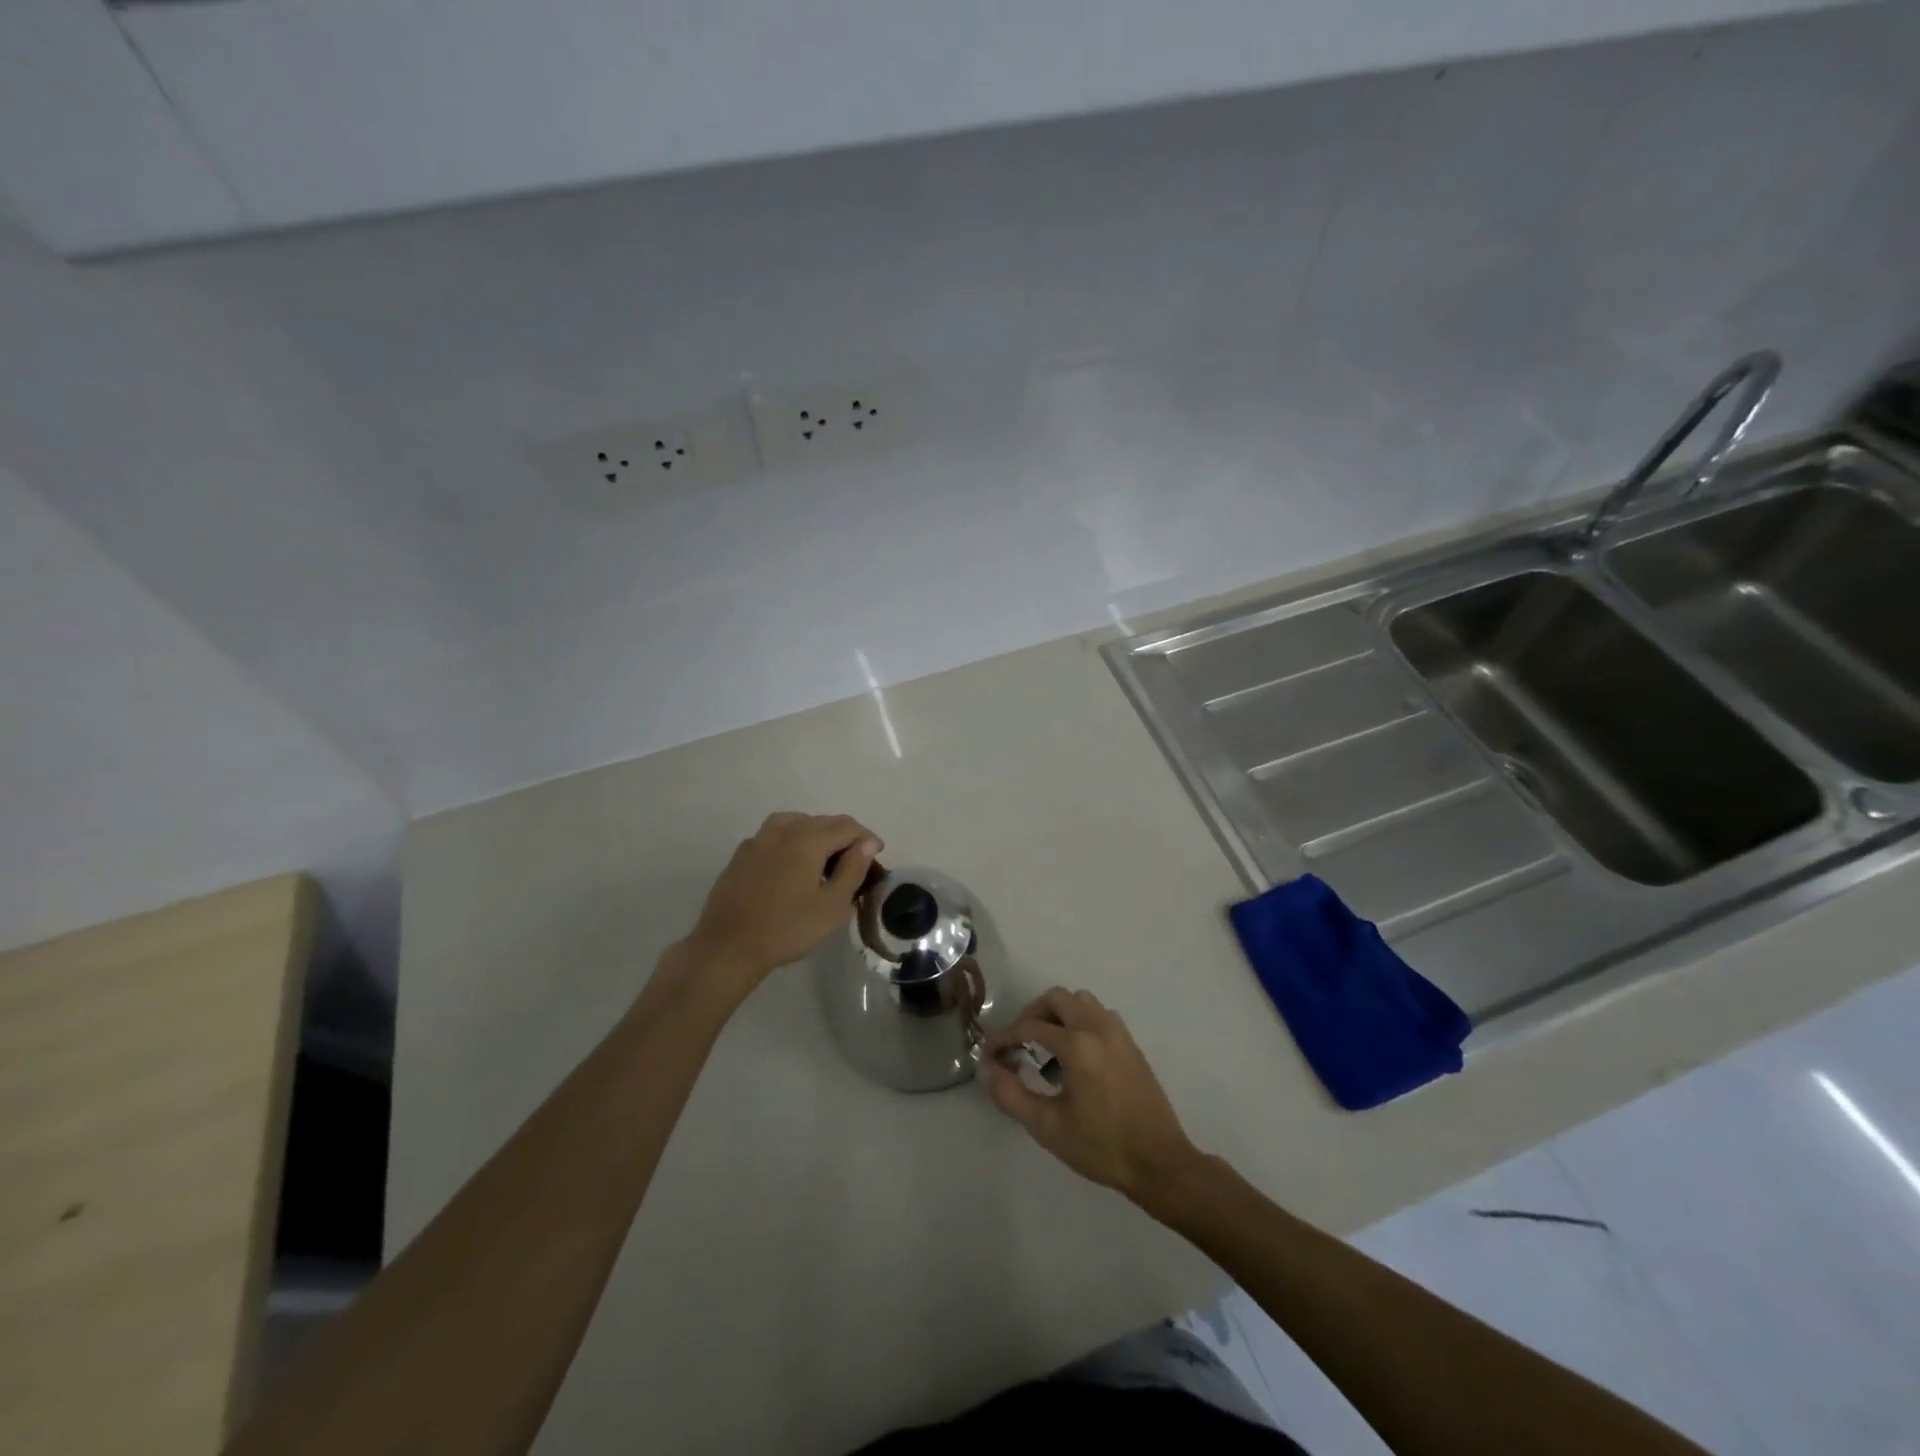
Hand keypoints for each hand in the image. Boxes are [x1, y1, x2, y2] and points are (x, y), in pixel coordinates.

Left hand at [681, 813, 881, 994]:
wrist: (728, 947)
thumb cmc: (788, 928)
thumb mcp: (832, 905)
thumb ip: (853, 869)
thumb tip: (867, 843)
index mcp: (808, 839)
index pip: (847, 826)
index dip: (866, 837)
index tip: (878, 854)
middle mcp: (783, 830)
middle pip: (821, 821)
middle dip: (843, 835)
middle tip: (855, 861)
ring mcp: (757, 840)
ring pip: (794, 822)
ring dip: (815, 833)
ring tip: (823, 857)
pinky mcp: (740, 856)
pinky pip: (773, 836)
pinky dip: (790, 841)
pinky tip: (790, 865)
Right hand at [981, 988, 1202, 1202]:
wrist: (1159, 1163)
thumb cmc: (1101, 1147)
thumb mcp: (1048, 1126)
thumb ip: (1011, 1095)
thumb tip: (988, 1069)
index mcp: (1078, 1045)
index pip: (1030, 1026)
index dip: (1005, 1037)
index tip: (990, 1054)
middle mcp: (1098, 1028)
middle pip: (1057, 998)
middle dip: (1032, 1015)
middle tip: (1018, 1042)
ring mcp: (1119, 1033)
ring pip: (1081, 1002)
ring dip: (1058, 1014)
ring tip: (1045, 1045)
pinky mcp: (1131, 1045)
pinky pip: (1099, 1015)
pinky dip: (1079, 1022)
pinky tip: (1074, 1056)